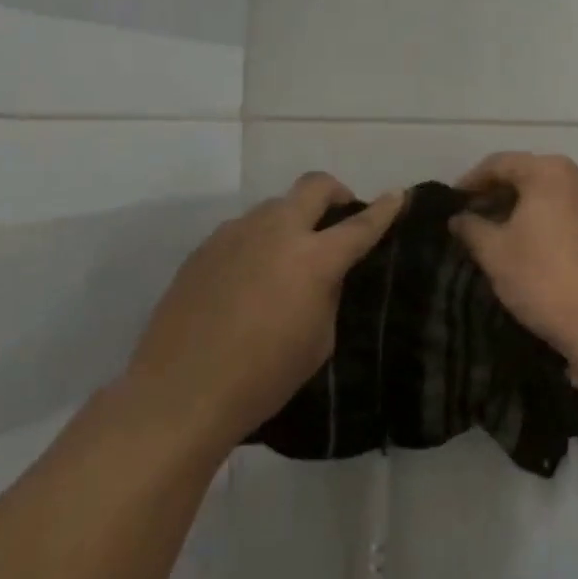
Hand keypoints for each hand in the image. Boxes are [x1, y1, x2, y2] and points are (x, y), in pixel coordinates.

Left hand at [128, 173, 401, 456]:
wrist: (180, 392)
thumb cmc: (262, 377)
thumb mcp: (318, 341)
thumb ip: (327, 294)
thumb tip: (324, 273)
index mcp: (313, 258)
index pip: (359, 225)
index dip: (384, 209)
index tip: (397, 195)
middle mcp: (275, 231)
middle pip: (313, 186)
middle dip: (335, 192)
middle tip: (340, 214)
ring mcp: (235, 234)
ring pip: (274, 206)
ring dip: (292, 219)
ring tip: (288, 256)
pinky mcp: (204, 248)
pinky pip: (242, 231)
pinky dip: (258, 241)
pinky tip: (249, 278)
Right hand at [448, 152, 577, 361]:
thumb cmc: (545, 279)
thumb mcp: (495, 253)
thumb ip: (472, 228)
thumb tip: (458, 218)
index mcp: (549, 171)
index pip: (499, 164)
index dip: (470, 182)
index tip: (450, 204)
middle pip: (526, 175)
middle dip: (495, 195)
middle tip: (468, 221)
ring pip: (547, 196)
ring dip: (518, 210)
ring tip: (493, 236)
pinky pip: (565, 213)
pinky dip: (541, 222)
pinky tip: (526, 248)